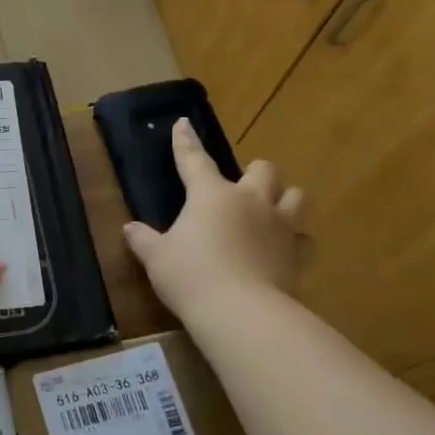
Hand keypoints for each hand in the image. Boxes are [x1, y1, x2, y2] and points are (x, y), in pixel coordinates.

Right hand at [123, 119, 307, 311]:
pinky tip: (284, 251)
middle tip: (241, 188)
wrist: (240, 311)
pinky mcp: (299, 254)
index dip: (185, 142)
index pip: (194, 159)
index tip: (182, 123)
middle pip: (263, 170)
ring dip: (284, 199)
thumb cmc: (190, 275)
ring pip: (296, 196)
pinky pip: (305, 239)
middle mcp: (250, 201)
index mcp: (211, 195)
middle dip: (254, 173)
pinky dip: (296, 241)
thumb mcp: (157, 258)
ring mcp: (280, 226)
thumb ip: (144, 240)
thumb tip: (130, 228)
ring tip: (272, 212)